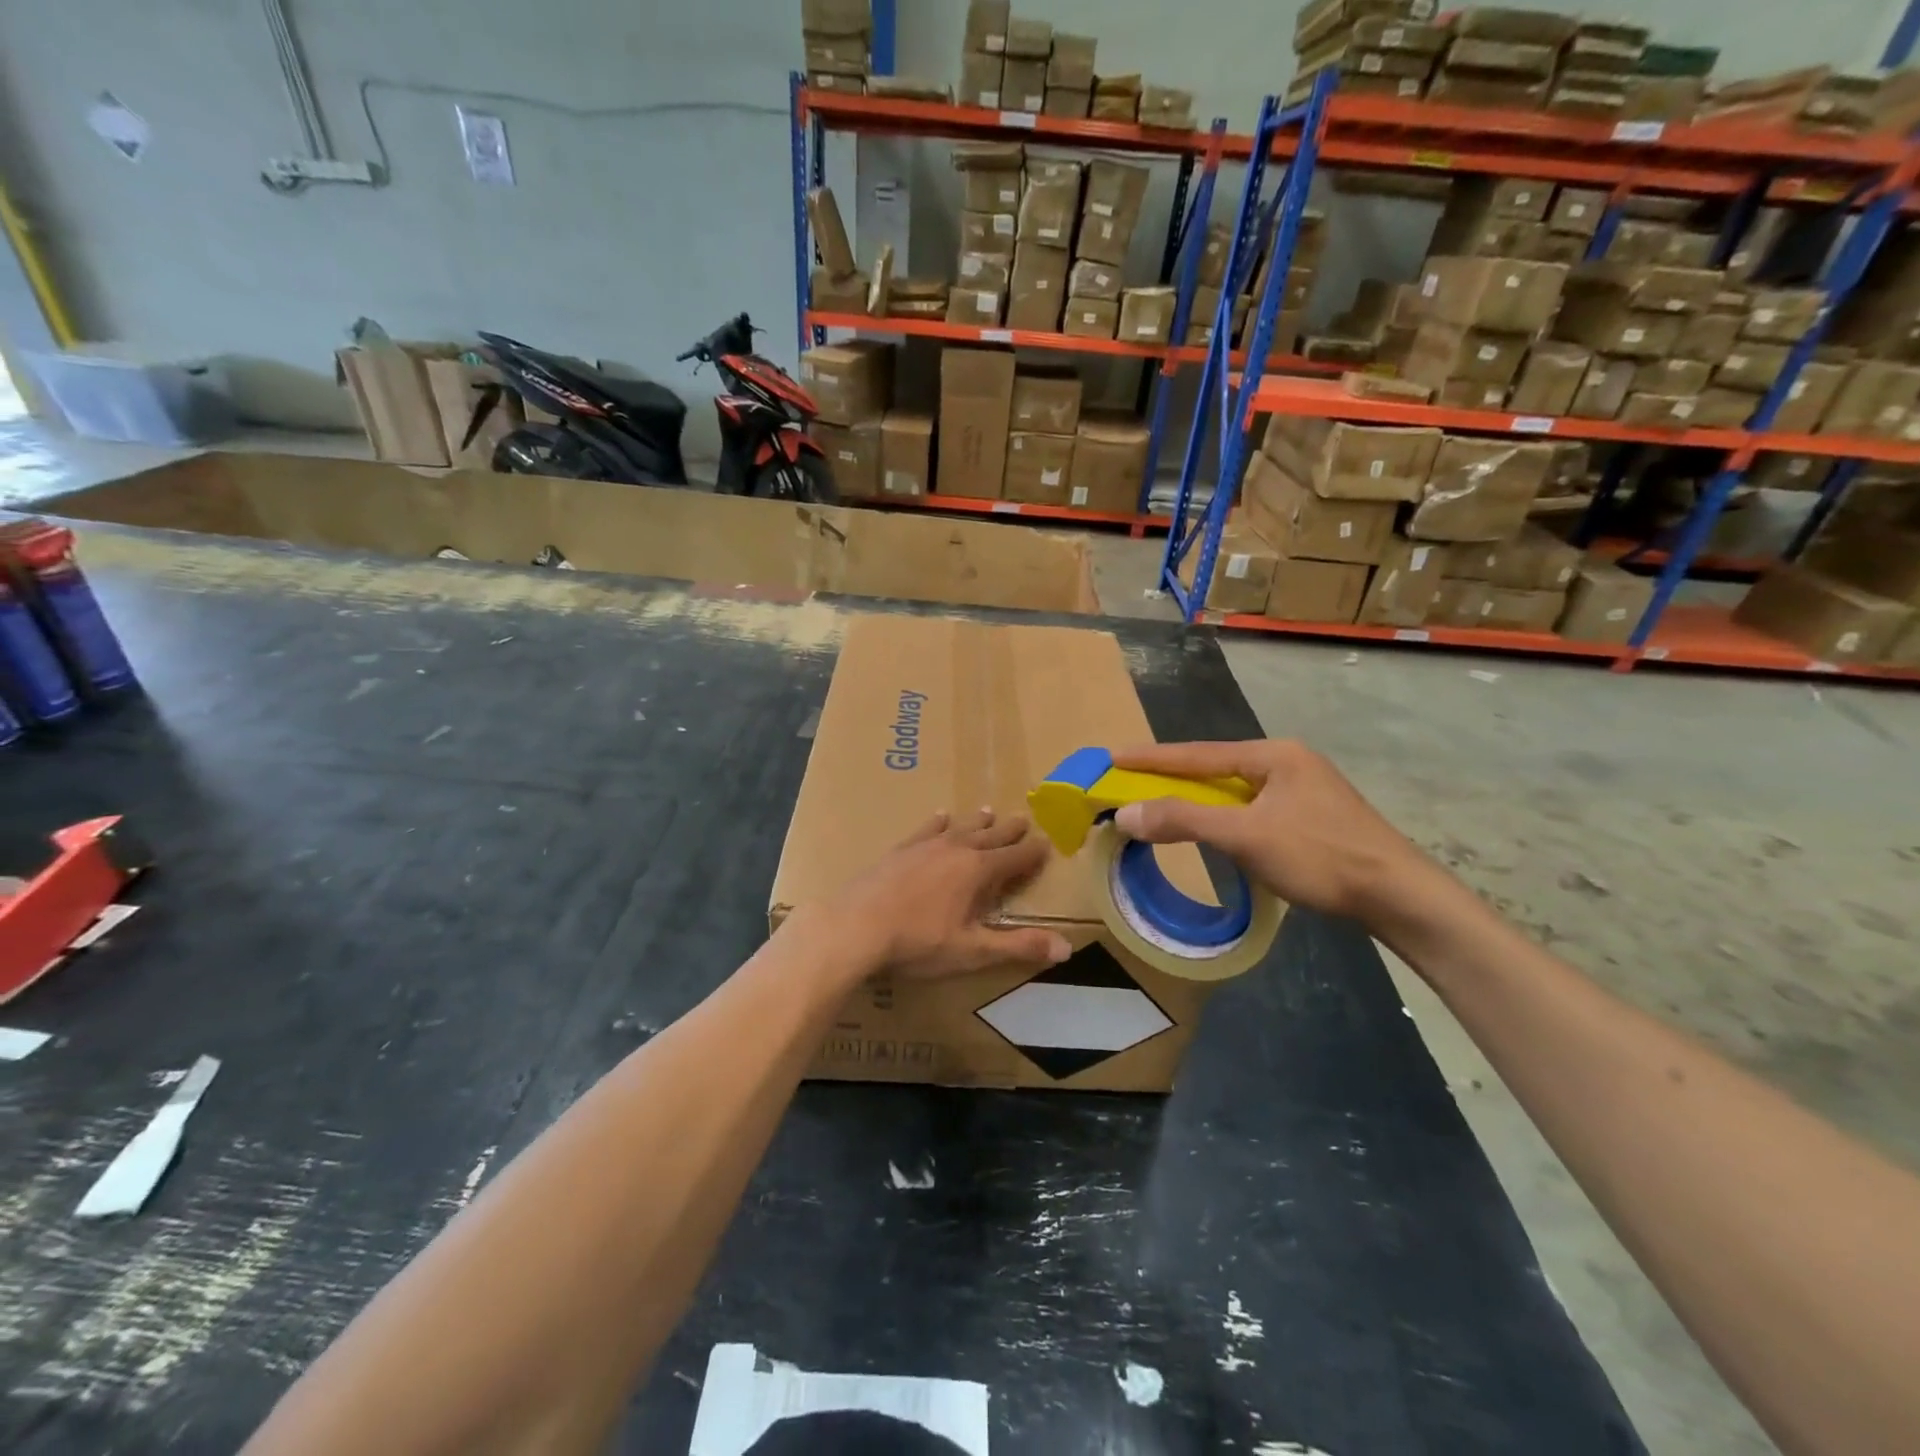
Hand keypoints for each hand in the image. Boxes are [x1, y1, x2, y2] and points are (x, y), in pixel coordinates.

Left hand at [809, 809, 1072, 978]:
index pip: (1015, 858)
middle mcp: (955, 850)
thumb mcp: (972, 950)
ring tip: (989, 811)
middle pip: (990, 836)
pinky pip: (926, 830)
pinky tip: (940, 817)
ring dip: (977, 822)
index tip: (1048, 844)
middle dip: (1009, 831)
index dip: (1033, 853)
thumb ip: (1017, 947)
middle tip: (1023, 819)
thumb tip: (1066, 947)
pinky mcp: (900, 851)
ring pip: (960, 829)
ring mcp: (925, 846)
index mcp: (978, 871)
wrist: (855, 926)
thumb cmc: (918, 942)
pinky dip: (938, 823)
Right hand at [1111, 740, 1437, 927]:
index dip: (1151, 758)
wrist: (1398, 896)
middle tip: (1130, 784)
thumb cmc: (1320, 856)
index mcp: (1273, 755)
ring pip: (1233, 790)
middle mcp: (1287, 763)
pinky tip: (1210, 829)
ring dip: (1196, 799)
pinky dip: (1220, 816)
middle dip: (1171, 777)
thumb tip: (1126, 814)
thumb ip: (1183, 820)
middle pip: (1214, 768)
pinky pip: (1250, 808)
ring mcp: (1302, 790)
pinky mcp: (1310, 817)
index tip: (1111, 758)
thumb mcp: (1245, 835)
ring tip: (1160, 806)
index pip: (1197, 754)